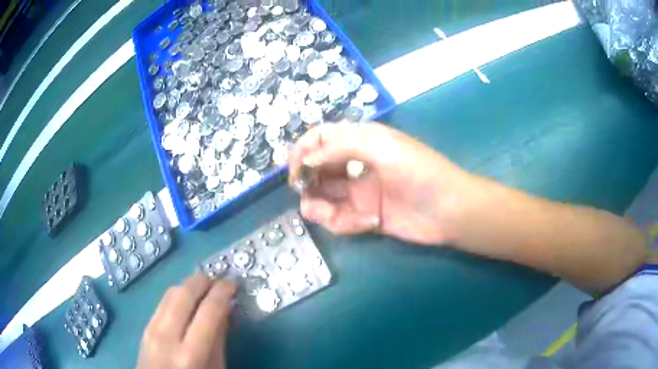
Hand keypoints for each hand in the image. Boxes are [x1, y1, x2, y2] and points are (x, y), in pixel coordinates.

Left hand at [137, 275, 234, 368]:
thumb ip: (219, 339)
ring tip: (205, 287)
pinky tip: (187, 301)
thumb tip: (225, 308)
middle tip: (219, 279)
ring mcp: (151, 330)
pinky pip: (162, 302)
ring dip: (189, 285)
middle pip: (184, 294)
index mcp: (191, 354)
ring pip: (170, 293)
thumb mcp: (216, 368)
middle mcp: (167, 337)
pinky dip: (177, 295)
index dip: (222, 292)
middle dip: (203, 281)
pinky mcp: (144, 327)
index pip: (209, 311)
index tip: (232, 283)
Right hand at [288, 123, 469, 244]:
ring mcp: (359, 193)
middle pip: (315, 170)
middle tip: (309, 194)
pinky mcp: (365, 216)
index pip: (320, 139)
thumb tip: (305, 159)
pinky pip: (340, 220)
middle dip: (308, 184)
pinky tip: (369, 222)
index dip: (302, 151)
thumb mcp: (381, 147)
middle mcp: (355, 165)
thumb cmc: (419, 171)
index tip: (295, 171)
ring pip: (322, 198)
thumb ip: (339, 147)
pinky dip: (346, 223)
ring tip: (336, 216)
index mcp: (360, 140)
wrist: (449, 210)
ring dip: (322, 208)